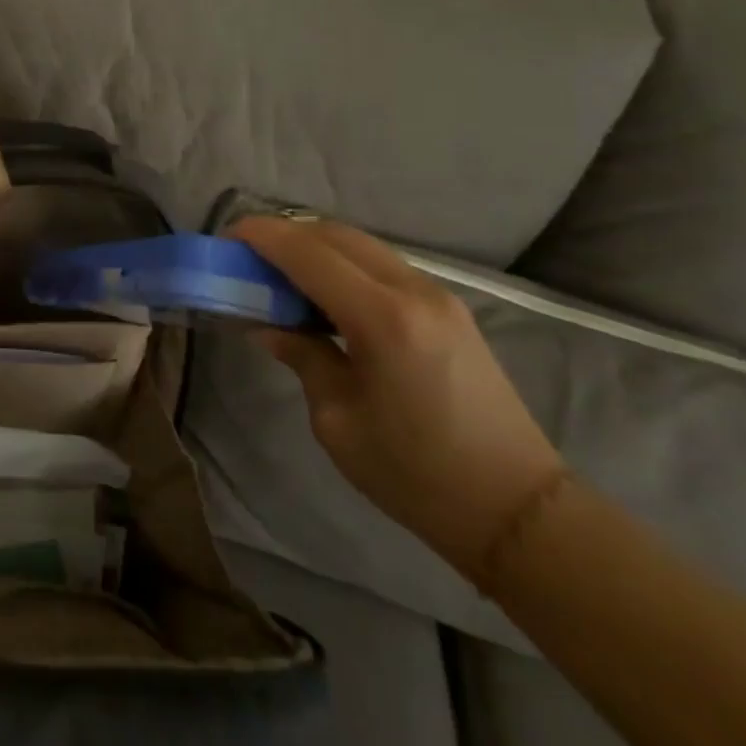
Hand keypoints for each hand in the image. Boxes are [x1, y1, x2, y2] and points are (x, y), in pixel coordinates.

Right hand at [230, 215, 566, 578]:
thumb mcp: (338, 421)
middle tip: (247, 256)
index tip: (226, 237)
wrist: (519, 510)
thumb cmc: (417, 476)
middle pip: (334, 234)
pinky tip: (324, 292)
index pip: (307, 253)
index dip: (261, 237)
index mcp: (383, 319)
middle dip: (284, 234)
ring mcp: (438, 295)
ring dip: (314, 247)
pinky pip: (381, 264)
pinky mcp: (448, 307)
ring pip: (359, 244)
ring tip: (279, 273)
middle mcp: (413, 291)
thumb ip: (302, 356)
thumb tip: (269, 324)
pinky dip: (342, 262)